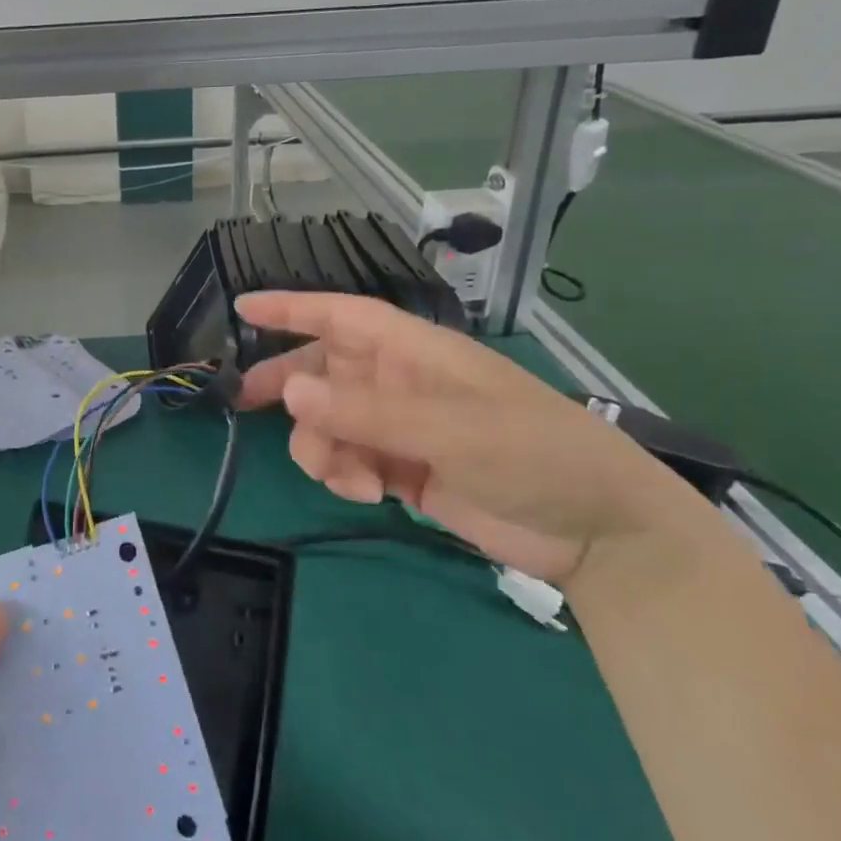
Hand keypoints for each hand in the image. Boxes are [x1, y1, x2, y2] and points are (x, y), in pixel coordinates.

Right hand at [236, 292, 691, 585]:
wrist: (597, 532)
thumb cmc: (533, 454)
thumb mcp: (449, 429)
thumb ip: (366, 412)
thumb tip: (290, 391)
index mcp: (414, 352)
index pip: (341, 316)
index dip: (291, 308)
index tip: (243, 307)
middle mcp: (399, 382)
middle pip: (323, 371)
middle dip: (288, 387)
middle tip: (245, 405)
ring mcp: (401, 427)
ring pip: (329, 423)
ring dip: (322, 448)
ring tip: (347, 478)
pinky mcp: (404, 470)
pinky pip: (349, 461)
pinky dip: (345, 476)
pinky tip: (369, 494)